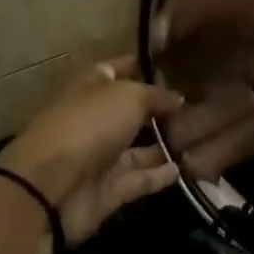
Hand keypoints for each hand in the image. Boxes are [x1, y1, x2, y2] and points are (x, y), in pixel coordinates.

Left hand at [0, 57, 183, 242]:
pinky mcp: (110, 190)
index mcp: (89, 89)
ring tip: (201, 137)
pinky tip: (187, 168)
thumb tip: (178, 100)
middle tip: (200, 104)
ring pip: (139, 148)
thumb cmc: (88, 126)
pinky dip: (161, 175)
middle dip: (161, 108)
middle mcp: (94, 120)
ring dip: (166, 143)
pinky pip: (141, 179)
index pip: (116, 70)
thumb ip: (157, 96)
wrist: (52, 189)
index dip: (142, 65)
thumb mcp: (129, 96)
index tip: (175, 63)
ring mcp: (101, 157)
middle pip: (131, 111)